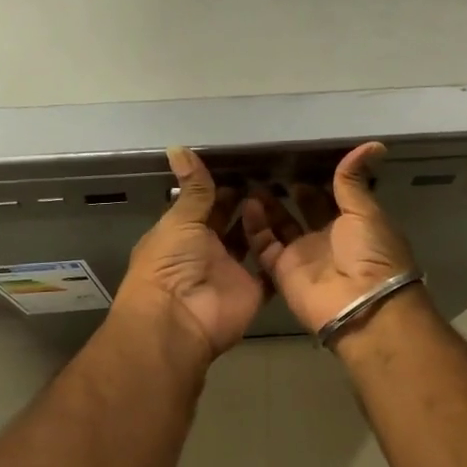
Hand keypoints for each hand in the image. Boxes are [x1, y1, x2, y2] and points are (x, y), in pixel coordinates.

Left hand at [113, 147, 265, 359]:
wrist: (179, 320)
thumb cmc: (170, 265)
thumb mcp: (180, 221)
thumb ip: (192, 188)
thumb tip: (177, 146)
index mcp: (182, 234)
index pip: (204, 206)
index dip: (221, 189)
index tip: (244, 167)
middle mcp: (206, 252)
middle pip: (229, 224)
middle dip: (245, 203)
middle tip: (269, 177)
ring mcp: (230, 272)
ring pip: (251, 243)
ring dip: (263, 223)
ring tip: (282, 195)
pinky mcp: (252, 291)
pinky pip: (269, 271)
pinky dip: (280, 255)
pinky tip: (296, 229)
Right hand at [242, 142, 417, 335]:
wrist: (361, 305)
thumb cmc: (371, 253)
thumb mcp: (365, 211)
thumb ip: (354, 180)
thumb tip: (373, 144)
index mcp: (353, 223)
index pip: (331, 196)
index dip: (317, 178)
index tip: (297, 155)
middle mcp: (327, 238)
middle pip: (303, 210)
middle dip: (289, 189)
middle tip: (269, 165)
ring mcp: (302, 255)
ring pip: (280, 225)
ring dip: (267, 205)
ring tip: (251, 180)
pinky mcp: (281, 270)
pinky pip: (263, 245)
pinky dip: (254, 226)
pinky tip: (247, 203)